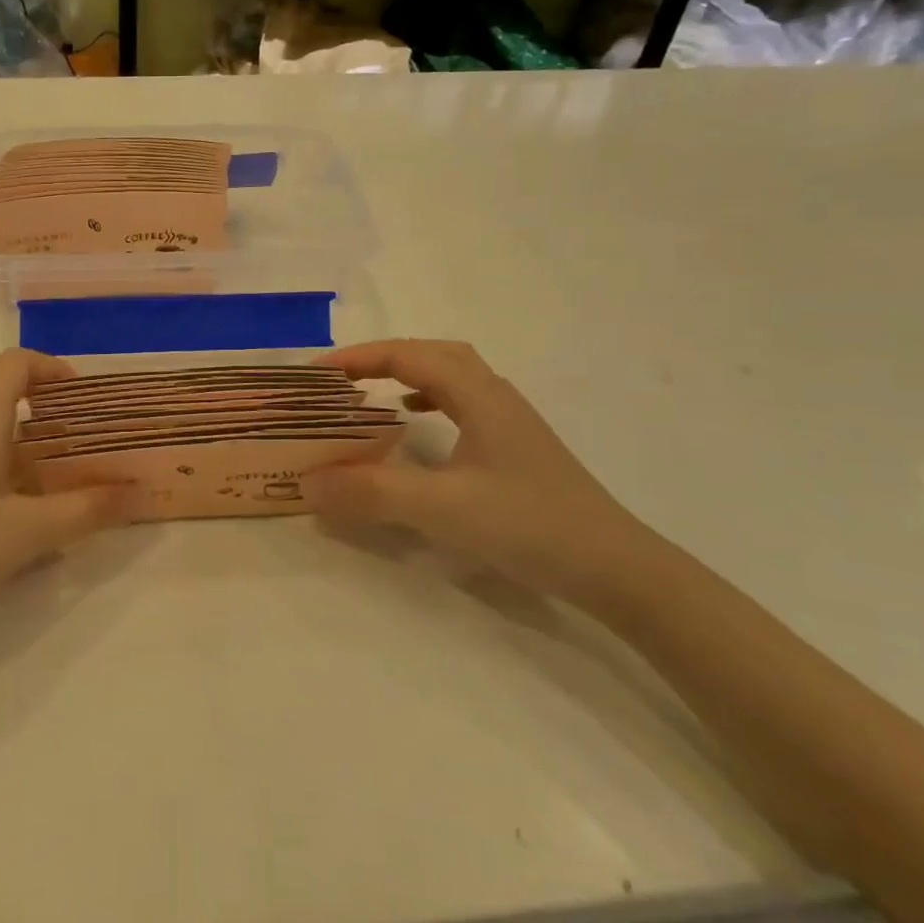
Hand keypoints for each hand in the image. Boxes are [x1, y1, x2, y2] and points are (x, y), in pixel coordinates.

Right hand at [307, 339, 658, 608]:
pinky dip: (429, 403)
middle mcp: (494, 395)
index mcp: (477, 394)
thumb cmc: (529, 525)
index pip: (408, 354)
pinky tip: (417, 430)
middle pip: (431, 354)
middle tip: (340, 380)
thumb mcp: (442, 508)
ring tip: (371, 396)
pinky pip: (461, 405)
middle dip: (381, 359)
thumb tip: (307, 483)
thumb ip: (371, 492)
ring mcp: (509, 421)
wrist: (616, 568)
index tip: (316, 374)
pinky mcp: (515, 448)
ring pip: (450, 377)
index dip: (359, 357)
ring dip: (407, 376)